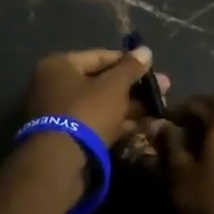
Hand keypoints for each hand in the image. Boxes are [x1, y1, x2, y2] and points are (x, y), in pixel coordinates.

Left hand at [23, 46, 167, 146]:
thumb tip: (145, 50)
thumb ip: (130, 67)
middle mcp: (53, 85)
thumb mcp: (114, 86)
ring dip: (127, 108)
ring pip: (98, 104)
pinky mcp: (63, 137)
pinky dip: (114, 123)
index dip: (130, 64)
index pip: (101, 57)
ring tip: (156, 112)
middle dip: (132, 89)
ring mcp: (56, 112)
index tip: (154, 72)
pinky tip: (139, 128)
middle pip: (100, 82)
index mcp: (59, 65)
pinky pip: (93, 122)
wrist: (60, 162)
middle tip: (160, 94)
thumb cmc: (87, 112)